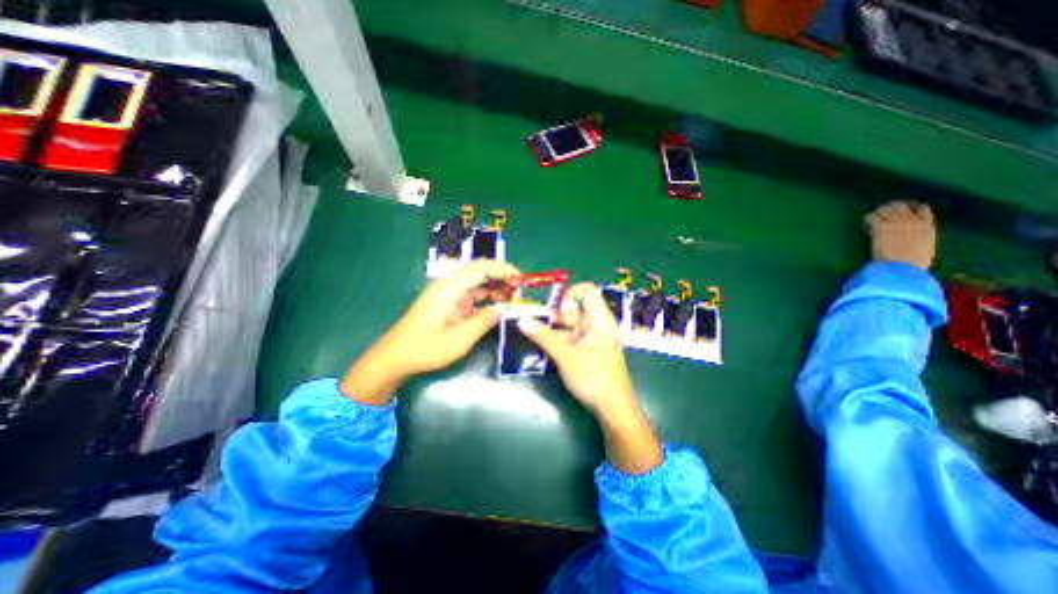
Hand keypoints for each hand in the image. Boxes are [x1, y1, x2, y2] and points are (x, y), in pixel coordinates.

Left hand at [340, 260, 518, 406]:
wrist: (396, 357)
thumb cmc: (426, 348)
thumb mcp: (460, 338)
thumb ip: (485, 321)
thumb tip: (505, 310)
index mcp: (451, 286)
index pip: (483, 267)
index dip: (505, 269)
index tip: (522, 279)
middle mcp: (451, 284)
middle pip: (482, 271)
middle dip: (503, 278)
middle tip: (521, 292)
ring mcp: (450, 293)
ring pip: (479, 283)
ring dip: (497, 288)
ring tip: (515, 300)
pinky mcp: (450, 302)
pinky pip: (474, 295)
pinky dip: (488, 298)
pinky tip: (500, 306)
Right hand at [520, 284, 658, 473]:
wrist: (612, 408)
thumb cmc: (593, 378)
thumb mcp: (565, 356)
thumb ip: (543, 337)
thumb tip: (522, 321)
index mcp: (599, 319)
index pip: (587, 291)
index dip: (570, 295)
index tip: (558, 312)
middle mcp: (596, 324)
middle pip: (573, 308)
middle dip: (554, 316)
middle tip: (536, 325)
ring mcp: (591, 337)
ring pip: (568, 324)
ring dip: (552, 330)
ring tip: (534, 336)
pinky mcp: (586, 349)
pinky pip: (569, 337)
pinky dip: (556, 340)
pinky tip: (543, 348)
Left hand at [867, 201, 932, 271]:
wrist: (901, 268)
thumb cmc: (913, 264)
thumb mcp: (926, 249)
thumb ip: (922, 240)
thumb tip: (917, 242)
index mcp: (927, 226)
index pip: (922, 208)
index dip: (910, 208)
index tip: (900, 212)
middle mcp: (912, 221)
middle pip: (900, 205)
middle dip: (889, 208)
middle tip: (881, 213)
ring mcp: (895, 223)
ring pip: (884, 209)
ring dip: (877, 212)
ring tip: (872, 219)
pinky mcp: (880, 227)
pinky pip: (871, 217)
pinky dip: (867, 219)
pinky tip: (866, 226)